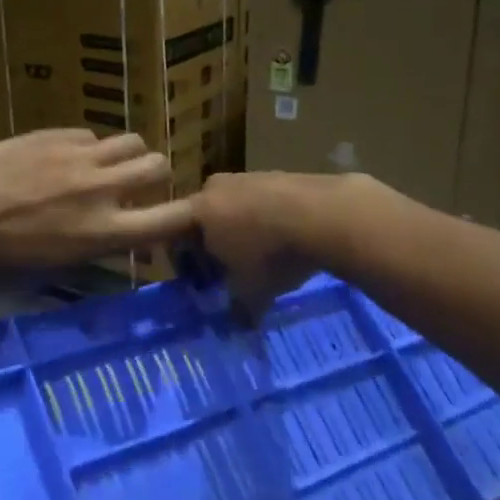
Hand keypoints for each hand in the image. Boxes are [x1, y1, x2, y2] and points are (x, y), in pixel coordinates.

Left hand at [0, 129, 197, 270]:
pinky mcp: (55, 134)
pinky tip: (63, 157)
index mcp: (107, 232)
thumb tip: (122, 233)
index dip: (190, 215)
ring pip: (131, 140)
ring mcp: (80, 156)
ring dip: (126, 154)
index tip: (185, 215)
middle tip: (137, 183)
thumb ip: (100, 246)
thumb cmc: (1, 259)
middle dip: (155, 174)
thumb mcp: (60, 266)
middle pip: (159, 165)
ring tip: (106, 164)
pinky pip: (90, 134)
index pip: (176, 218)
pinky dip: (87, 147)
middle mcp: (104, 190)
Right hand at [193, 171, 343, 319]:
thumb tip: (237, 326)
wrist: (327, 214)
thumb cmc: (273, 255)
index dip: (182, 260)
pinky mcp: (280, 174)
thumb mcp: (252, 292)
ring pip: (234, 209)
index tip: (197, 281)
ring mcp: (250, 177)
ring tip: (262, 259)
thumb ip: (238, 309)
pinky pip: (262, 202)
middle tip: (228, 274)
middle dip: (212, 247)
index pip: (172, 233)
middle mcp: (217, 188)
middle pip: (204, 220)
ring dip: (241, 232)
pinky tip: (286, 241)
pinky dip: (267, 220)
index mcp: (199, 212)